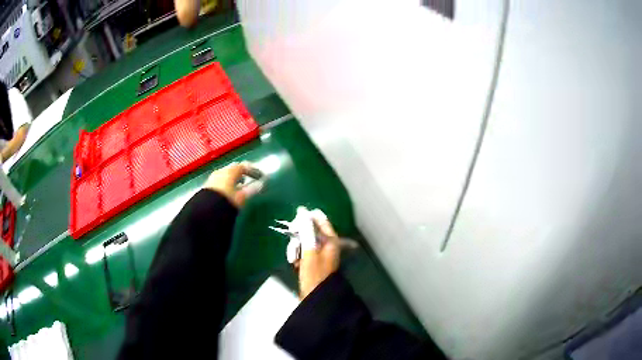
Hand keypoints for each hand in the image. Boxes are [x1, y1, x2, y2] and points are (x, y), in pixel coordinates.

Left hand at [203, 162, 261, 206]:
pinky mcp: (207, 186)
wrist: (205, 211)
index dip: (253, 170)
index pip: (244, 166)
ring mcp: (213, 178)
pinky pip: (220, 180)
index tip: (260, 176)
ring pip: (226, 174)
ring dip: (234, 178)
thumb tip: (261, 184)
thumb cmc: (227, 201)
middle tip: (250, 178)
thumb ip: (252, 190)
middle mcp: (221, 171)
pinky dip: (227, 183)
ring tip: (240, 186)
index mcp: (230, 171)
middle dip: (242, 173)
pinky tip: (229, 191)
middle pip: (234, 169)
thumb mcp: (241, 197)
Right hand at [297, 210, 340, 299]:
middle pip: (311, 231)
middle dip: (300, 235)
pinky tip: (295, 263)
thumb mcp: (310, 250)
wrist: (315, 296)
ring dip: (297, 248)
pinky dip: (298, 255)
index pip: (321, 221)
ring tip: (294, 259)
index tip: (297, 216)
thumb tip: (303, 212)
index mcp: (331, 241)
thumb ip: (307, 230)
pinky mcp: (313, 262)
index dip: (309, 216)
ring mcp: (320, 254)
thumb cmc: (314, 273)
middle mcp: (327, 245)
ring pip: (305, 242)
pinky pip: (303, 252)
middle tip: (293, 241)